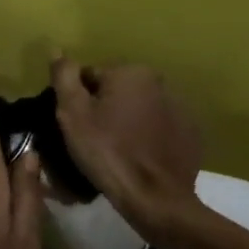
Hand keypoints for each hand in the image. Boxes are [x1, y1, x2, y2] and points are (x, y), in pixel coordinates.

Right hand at [50, 56, 206, 248]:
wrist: (156, 200)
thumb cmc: (108, 152)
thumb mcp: (73, 114)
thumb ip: (64, 76)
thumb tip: (56, 49)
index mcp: (130, 72)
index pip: (91, 76)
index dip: (78, 101)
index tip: (76, 126)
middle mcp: (160, 82)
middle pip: (117, 91)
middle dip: (104, 109)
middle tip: (93, 140)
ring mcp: (180, 108)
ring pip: (139, 109)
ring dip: (127, 121)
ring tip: (116, 151)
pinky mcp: (191, 134)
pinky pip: (159, 128)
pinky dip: (148, 137)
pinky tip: (139, 158)